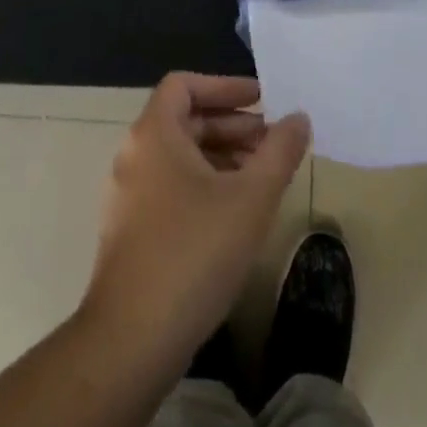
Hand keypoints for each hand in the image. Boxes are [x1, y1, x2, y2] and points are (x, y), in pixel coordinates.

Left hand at [82, 73, 309, 368]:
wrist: (131, 342)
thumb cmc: (193, 252)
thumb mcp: (251, 197)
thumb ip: (280, 151)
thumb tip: (299, 118)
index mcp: (154, 134)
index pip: (184, 84)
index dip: (224, 85)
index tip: (261, 100)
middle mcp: (134, 155)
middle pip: (185, 119)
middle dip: (232, 126)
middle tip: (272, 142)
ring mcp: (128, 196)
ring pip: (180, 156)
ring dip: (222, 156)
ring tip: (262, 177)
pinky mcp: (130, 232)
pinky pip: (170, 186)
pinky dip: (204, 184)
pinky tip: (235, 214)